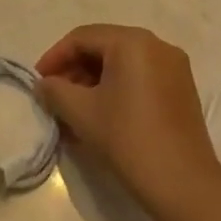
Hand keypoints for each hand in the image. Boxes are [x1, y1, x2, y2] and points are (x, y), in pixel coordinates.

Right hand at [35, 25, 220, 210]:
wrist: (182, 183)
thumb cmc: (127, 138)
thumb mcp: (81, 112)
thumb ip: (55, 91)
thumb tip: (44, 84)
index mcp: (133, 42)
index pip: (83, 37)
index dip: (54, 57)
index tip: (38, 82)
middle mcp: (157, 46)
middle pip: (104, 48)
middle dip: (74, 70)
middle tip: (54, 97)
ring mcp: (174, 68)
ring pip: (122, 65)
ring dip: (93, 83)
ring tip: (72, 112)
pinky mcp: (181, 91)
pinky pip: (140, 79)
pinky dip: (116, 91)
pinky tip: (99, 117)